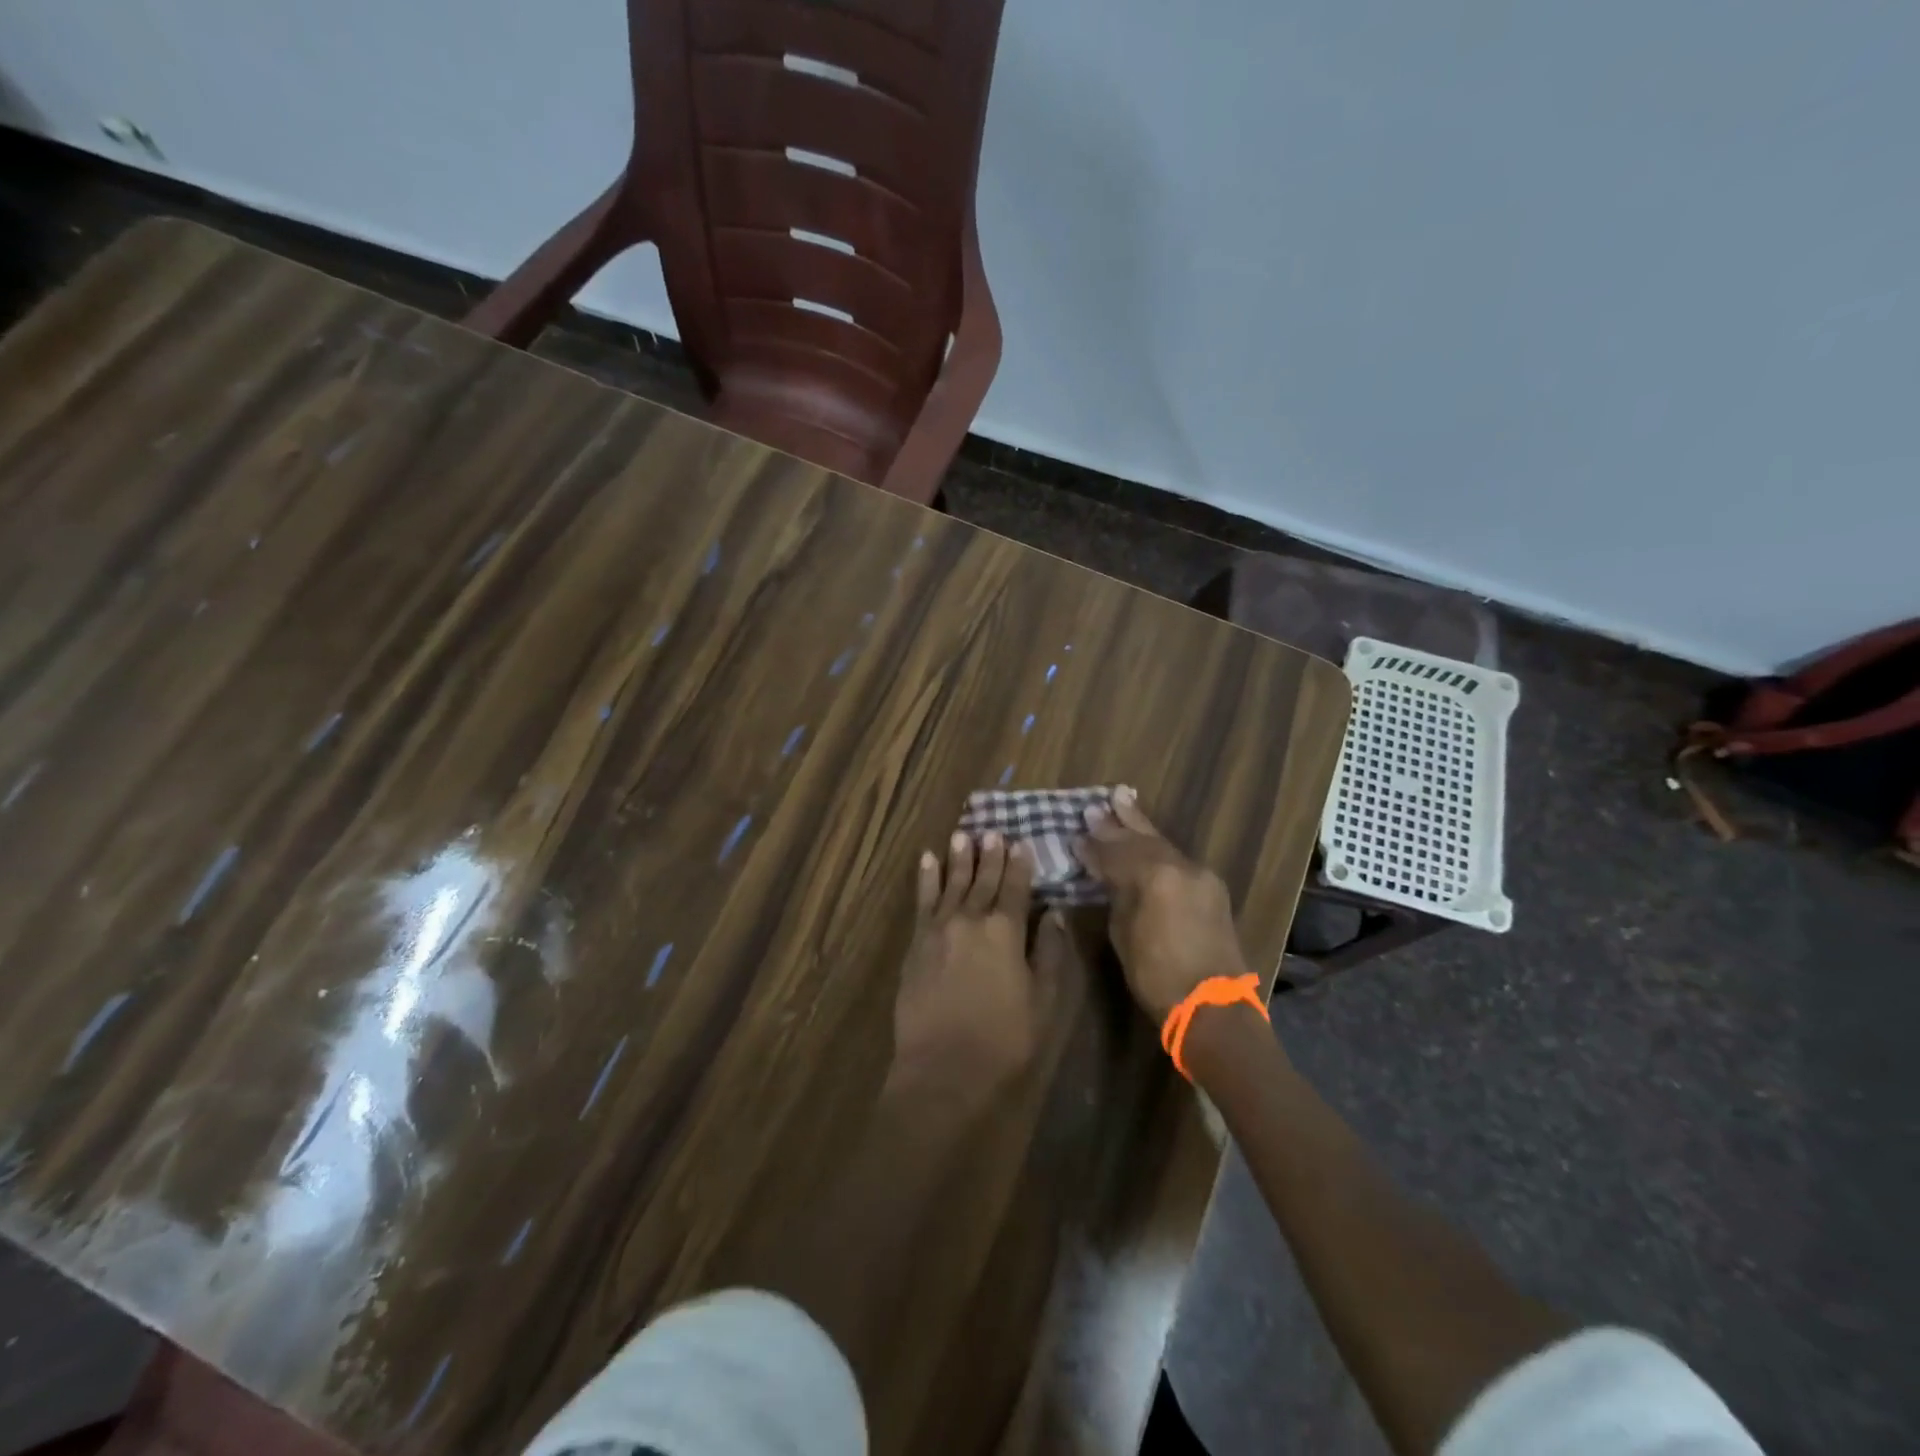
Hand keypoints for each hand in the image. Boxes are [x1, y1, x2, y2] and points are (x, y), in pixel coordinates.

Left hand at [890, 831, 1054, 1105]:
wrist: (945, 1069)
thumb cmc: (1004, 1040)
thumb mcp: (1044, 1001)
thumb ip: (1049, 953)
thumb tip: (1056, 915)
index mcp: (1006, 931)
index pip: (1016, 888)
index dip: (1020, 864)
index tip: (1020, 842)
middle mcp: (971, 919)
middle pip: (983, 880)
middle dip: (989, 855)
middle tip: (992, 830)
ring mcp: (939, 929)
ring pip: (952, 883)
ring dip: (958, 858)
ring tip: (963, 834)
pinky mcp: (916, 943)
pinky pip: (922, 901)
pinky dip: (926, 878)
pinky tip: (928, 859)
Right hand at [1076, 787, 1249, 1021]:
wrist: (1213, 1005)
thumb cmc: (1158, 976)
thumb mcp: (1124, 934)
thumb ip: (1116, 894)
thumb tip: (1105, 874)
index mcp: (1154, 876)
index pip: (1115, 853)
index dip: (1093, 846)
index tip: (1075, 836)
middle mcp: (1180, 866)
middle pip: (1142, 838)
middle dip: (1118, 822)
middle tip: (1096, 804)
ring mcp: (1200, 875)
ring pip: (1162, 844)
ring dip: (1140, 826)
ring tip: (1122, 800)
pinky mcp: (1211, 887)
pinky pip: (1177, 859)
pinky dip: (1158, 848)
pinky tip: (1147, 840)